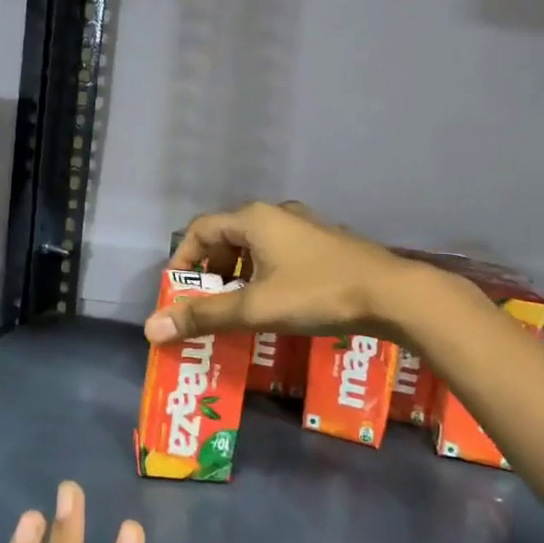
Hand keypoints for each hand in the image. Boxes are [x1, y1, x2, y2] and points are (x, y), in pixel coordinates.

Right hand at [145, 201, 414, 344]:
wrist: (392, 294)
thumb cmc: (317, 294)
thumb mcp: (256, 308)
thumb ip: (204, 316)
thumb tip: (151, 328)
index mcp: (254, 219)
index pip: (200, 230)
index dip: (182, 260)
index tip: (178, 294)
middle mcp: (277, 214)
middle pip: (226, 237)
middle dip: (209, 272)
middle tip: (205, 306)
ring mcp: (304, 227)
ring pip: (255, 247)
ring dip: (237, 276)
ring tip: (236, 309)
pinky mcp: (324, 244)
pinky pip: (279, 254)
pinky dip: (263, 275)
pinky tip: (274, 304)